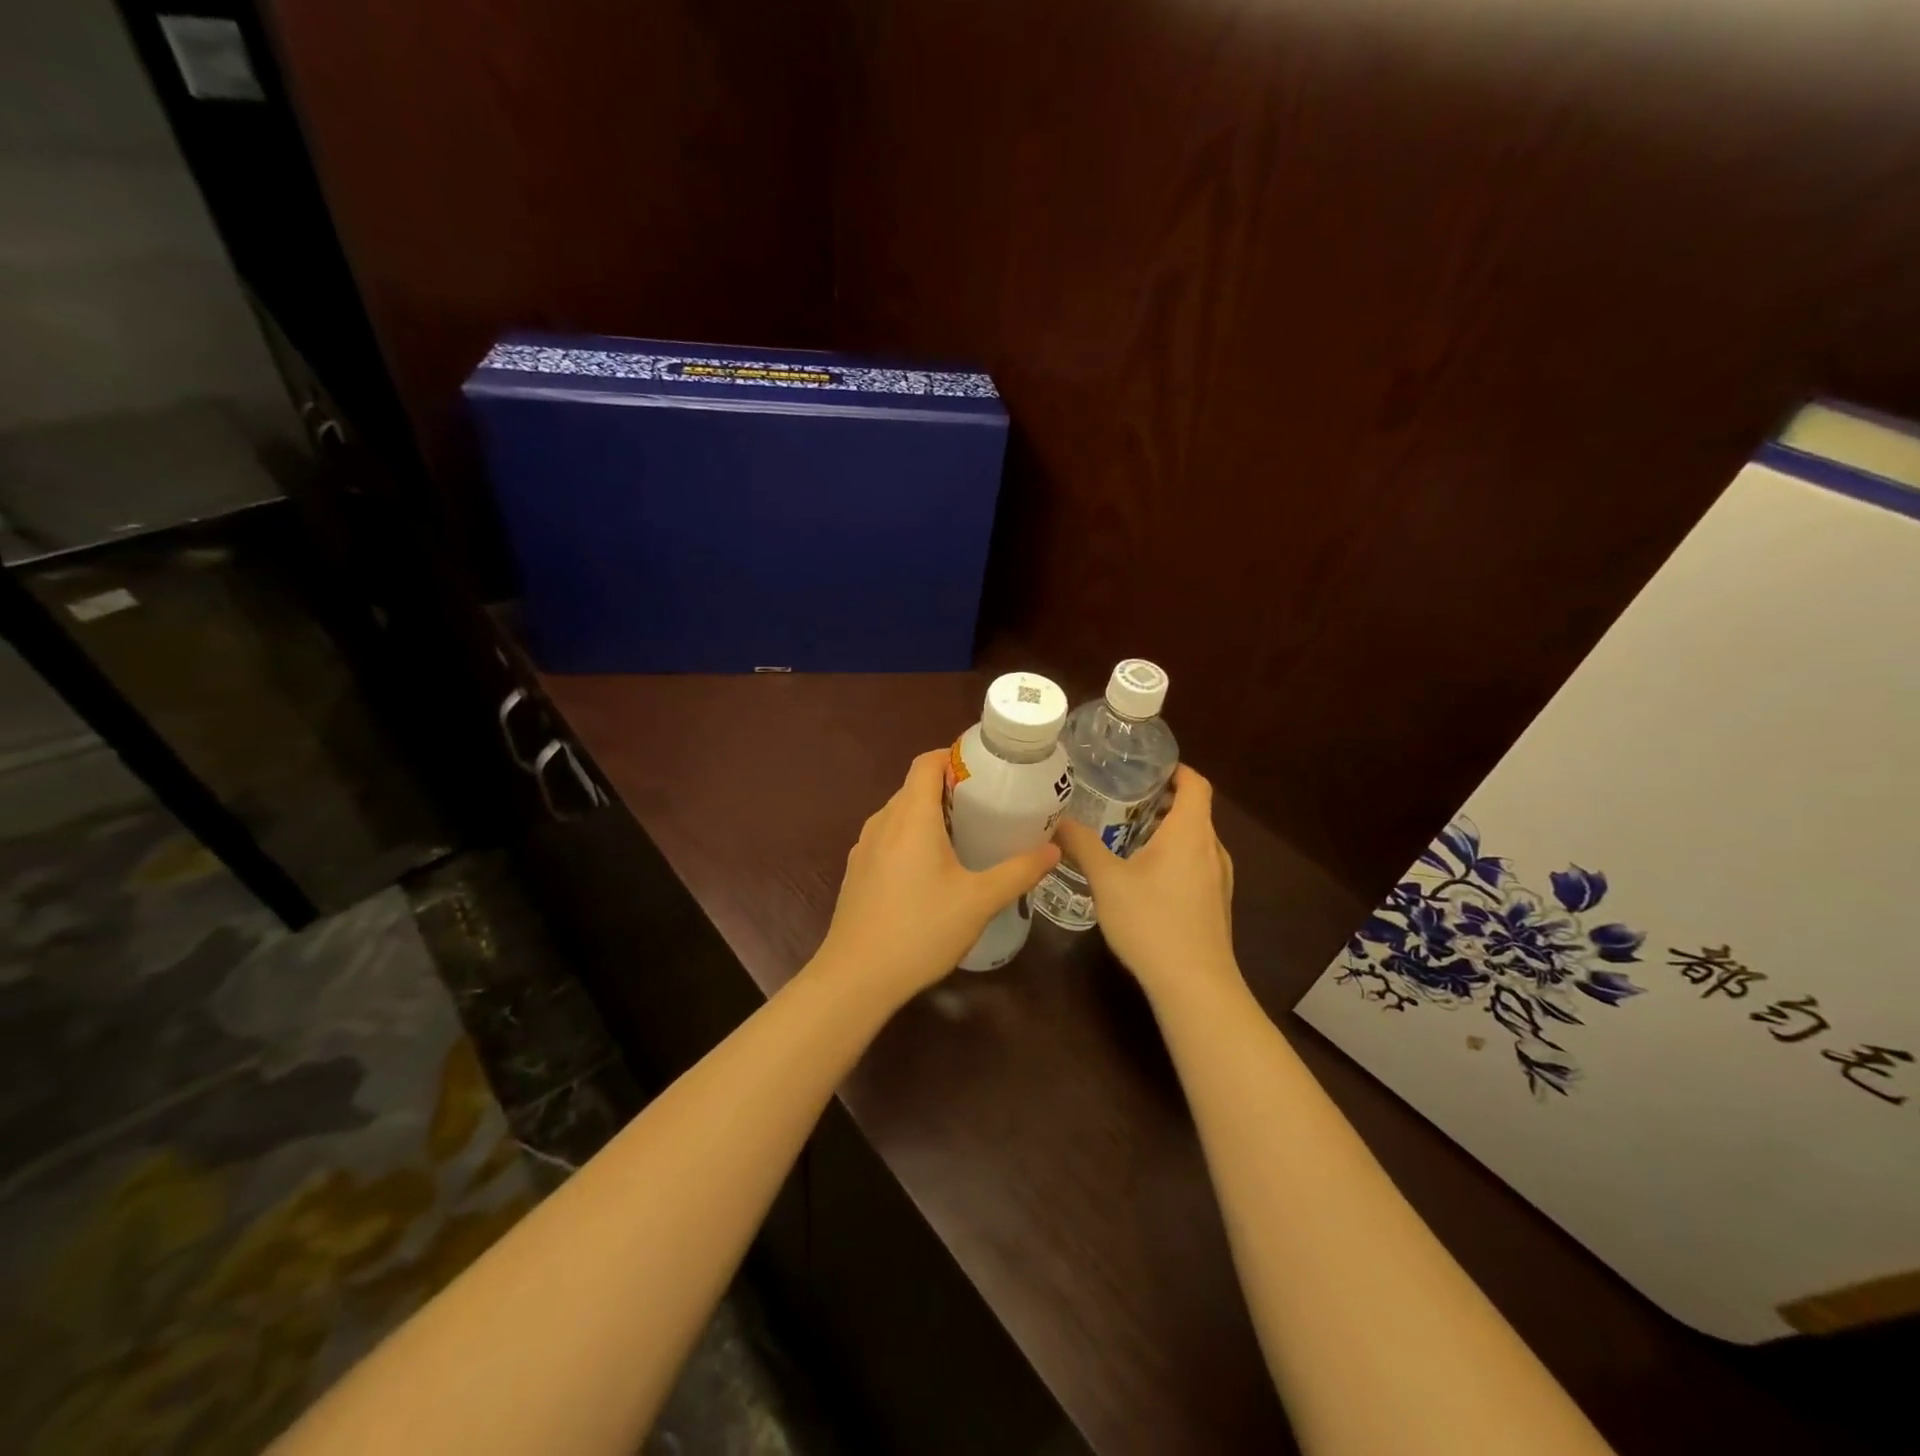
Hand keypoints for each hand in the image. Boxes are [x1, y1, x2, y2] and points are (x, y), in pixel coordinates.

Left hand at [816, 750, 1061, 1003]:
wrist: (856, 977)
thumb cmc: (921, 930)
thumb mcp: (979, 902)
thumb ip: (1018, 871)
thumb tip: (1053, 850)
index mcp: (911, 817)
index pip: (926, 762)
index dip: (954, 756)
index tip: (985, 770)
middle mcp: (883, 822)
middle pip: (915, 786)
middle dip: (950, 787)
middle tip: (987, 805)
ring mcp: (865, 847)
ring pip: (900, 813)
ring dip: (930, 814)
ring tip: (966, 834)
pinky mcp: (858, 870)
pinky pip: (888, 837)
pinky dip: (912, 837)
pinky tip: (932, 869)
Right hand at [1055, 765, 1239, 1004]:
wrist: (1194, 986)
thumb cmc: (1152, 922)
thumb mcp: (1107, 881)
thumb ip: (1082, 846)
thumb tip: (1057, 822)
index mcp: (1191, 833)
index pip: (1196, 783)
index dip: (1175, 769)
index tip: (1146, 767)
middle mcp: (1213, 849)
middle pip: (1194, 811)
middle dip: (1161, 801)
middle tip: (1121, 799)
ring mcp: (1219, 880)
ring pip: (1195, 841)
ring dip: (1167, 832)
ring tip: (1126, 836)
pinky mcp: (1216, 905)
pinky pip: (1196, 865)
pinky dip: (1174, 857)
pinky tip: (1143, 877)